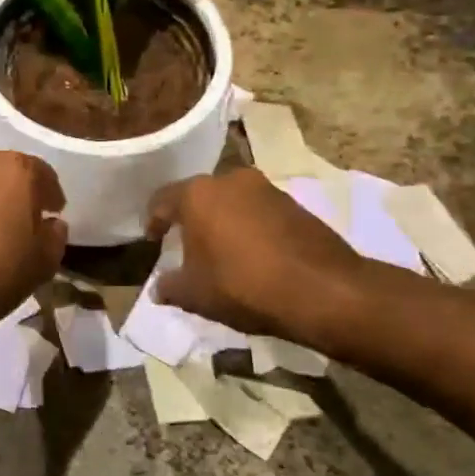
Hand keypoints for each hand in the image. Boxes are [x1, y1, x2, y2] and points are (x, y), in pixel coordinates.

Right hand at [147, 168, 364, 338]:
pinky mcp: (294, 203)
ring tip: (220, 252)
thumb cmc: (243, 286)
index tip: (151, 240)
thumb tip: (157, 288)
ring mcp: (266, 189)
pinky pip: (258, 212)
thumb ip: (170, 287)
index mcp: (198, 194)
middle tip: (185, 245)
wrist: (322, 290)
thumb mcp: (196, 294)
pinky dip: (249, 228)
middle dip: (190, 220)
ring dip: (222, 222)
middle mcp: (230, 180)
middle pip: (199, 197)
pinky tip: (252, 255)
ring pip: (231, 202)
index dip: (153, 221)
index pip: (162, 200)